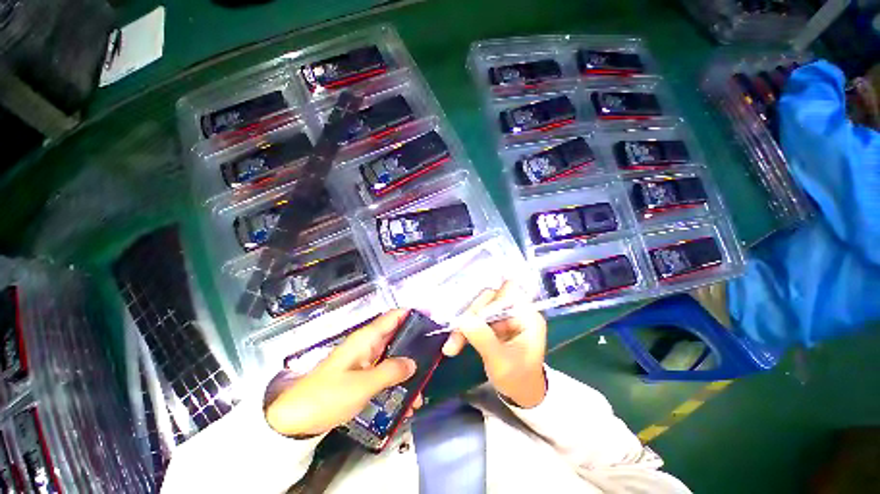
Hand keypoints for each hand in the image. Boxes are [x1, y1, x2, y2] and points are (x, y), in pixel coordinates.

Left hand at [264, 309, 423, 436]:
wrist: (296, 420)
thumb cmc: (329, 395)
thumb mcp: (363, 385)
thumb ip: (391, 371)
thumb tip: (413, 363)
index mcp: (367, 338)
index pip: (394, 316)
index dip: (412, 314)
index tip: (432, 320)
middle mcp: (368, 344)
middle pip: (398, 336)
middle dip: (416, 346)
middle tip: (434, 358)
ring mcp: (365, 360)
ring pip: (394, 356)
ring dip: (408, 370)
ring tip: (422, 389)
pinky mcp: (362, 375)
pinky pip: (385, 372)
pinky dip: (397, 382)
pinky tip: (407, 400)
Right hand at [442, 281, 547, 407]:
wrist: (521, 396)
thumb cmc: (518, 380)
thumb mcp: (501, 362)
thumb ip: (483, 338)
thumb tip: (463, 319)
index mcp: (527, 315)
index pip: (507, 291)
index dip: (488, 299)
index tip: (470, 315)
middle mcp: (516, 310)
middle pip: (489, 298)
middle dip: (471, 316)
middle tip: (456, 334)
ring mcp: (504, 316)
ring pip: (479, 309)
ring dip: (463, 325)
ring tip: (451, 347)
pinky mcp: (494, 323)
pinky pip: (475, 319)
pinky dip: (464, 330)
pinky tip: (454, 345)